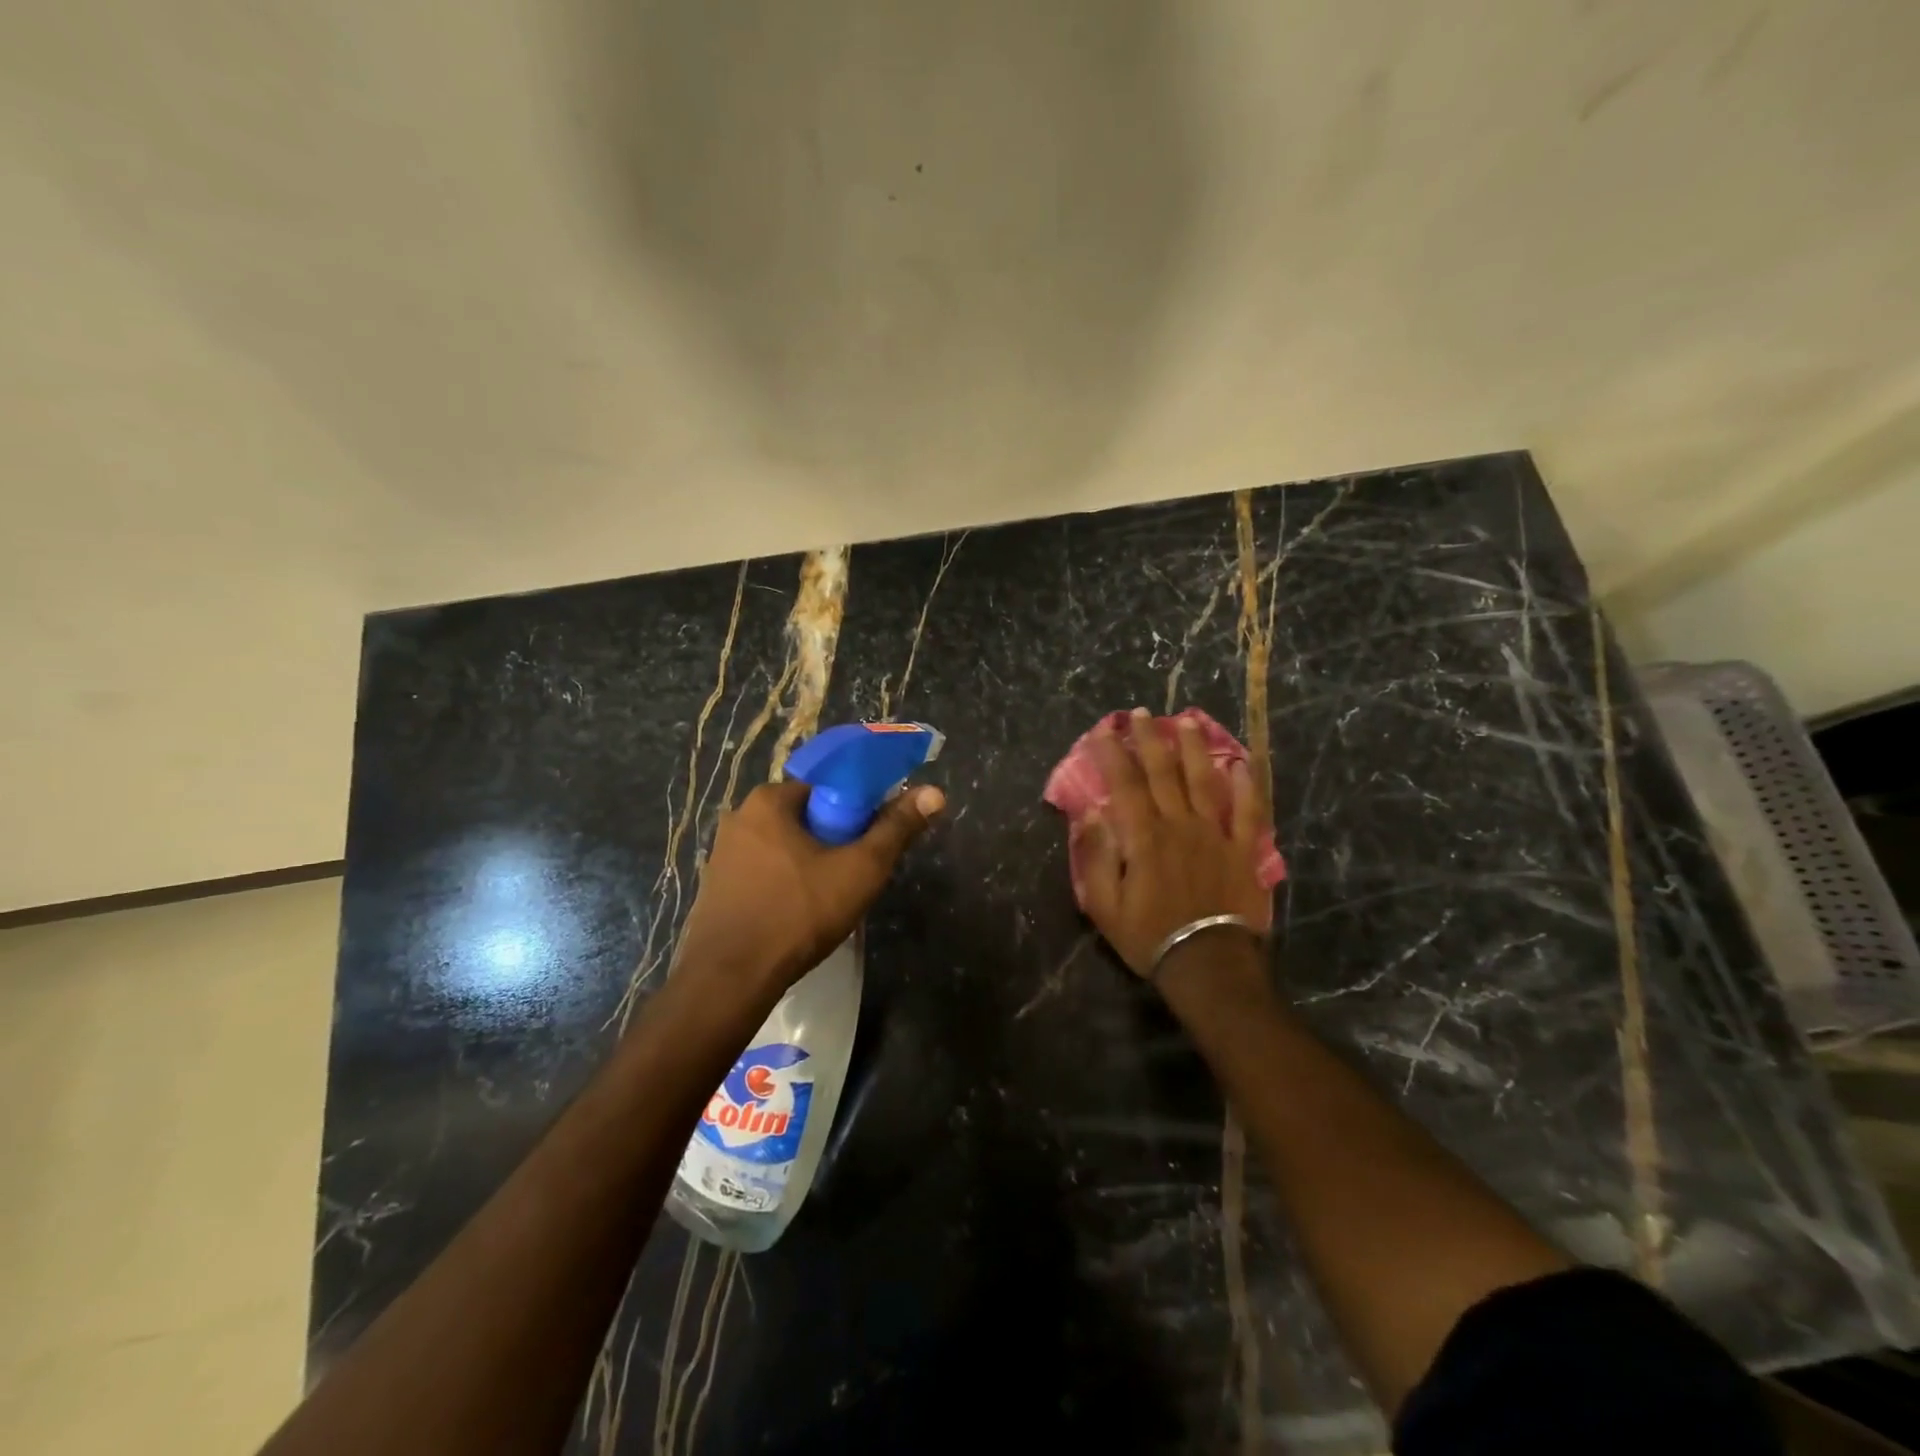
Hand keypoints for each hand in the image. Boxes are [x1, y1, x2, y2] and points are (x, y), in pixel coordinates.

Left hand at [675, 778, 944, 992]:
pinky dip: (786, 883)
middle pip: (807, 816)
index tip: (873, 840)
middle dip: (835, 839)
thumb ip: (897, 828)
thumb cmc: (798, 914)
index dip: (858, 809)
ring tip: (831, 898)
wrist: (729, 980)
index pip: (828, 786)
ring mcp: (723, 853)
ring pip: (785, 846)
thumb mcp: (860, 869)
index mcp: (769, 800)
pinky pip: (764, 872)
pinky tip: (799, 914)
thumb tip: (935, 792)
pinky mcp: (716, 886)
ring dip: (811, 863)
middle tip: (856, 874)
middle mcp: (740, 816)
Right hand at [1076, 709, 1271, 977]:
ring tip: (1186, 721)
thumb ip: (1096, 857)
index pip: (1124, 784)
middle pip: (1163, 773)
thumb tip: (1090, 814)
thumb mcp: (1104, 906)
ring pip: (1204, 781)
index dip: (1113, 753)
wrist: (1208, 966)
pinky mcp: (1242, 850)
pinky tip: (1241, 764)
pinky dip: (1246, 786)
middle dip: (1150, 739)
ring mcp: (1215, 835)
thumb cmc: (1149, 936)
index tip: (1104, 730)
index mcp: (1143, 837)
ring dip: (1194, 749)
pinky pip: (1247, 811)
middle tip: (1142, 713)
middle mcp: (1179, 825)